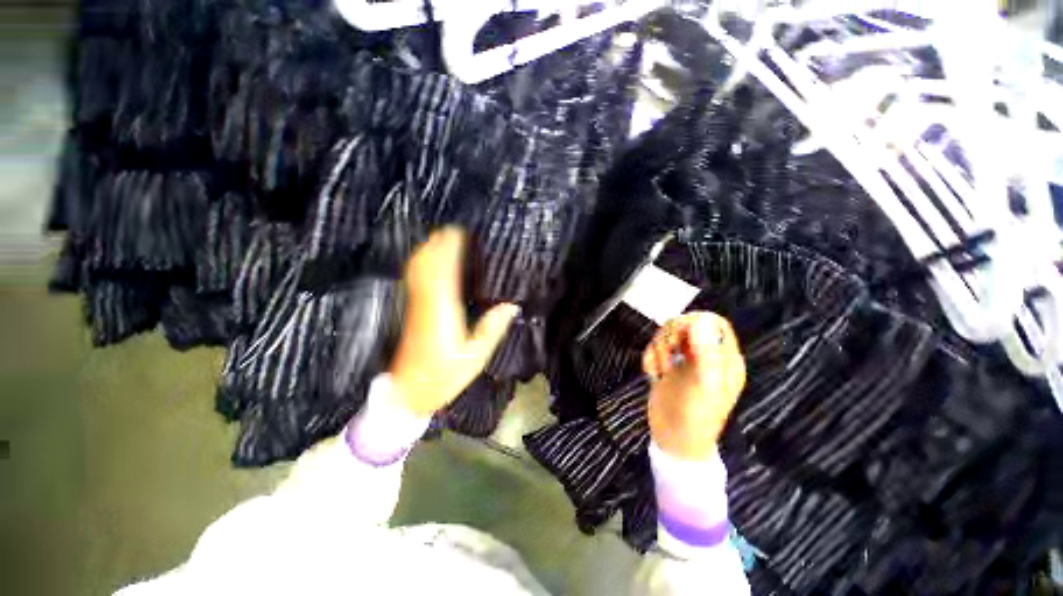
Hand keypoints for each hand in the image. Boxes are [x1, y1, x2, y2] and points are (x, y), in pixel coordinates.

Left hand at [390, 228, 519, 416]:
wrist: (407, 393)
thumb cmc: (444, 377)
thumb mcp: (475, 358)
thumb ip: (492, 329)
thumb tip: (511, 305)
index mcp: (443, 311)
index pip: (445, 271)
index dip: (450, 249)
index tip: (460, 232)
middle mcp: (426, 302)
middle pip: (427, 264)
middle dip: (438, 244)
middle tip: (454, 229)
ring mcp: (415, 306)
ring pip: (417, 269)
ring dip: (428, 250)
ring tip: (442, 238)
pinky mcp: (411, 311)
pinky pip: (414, 279)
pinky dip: (421, 264)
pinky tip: (429, 260)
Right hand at [643, 312, 745, 460]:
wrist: (673, 441)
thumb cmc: (696, 416)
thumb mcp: (704, 385)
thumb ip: (706, 352)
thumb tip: (701, 319)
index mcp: (724, 358)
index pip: (713, 323)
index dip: (695, 322)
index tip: (680, 336)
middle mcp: (706, 355)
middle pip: (686, 324)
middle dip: (671, 335)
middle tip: (667, 353)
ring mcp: (685, 360)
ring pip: (668, 334)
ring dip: (658, 348)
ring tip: (660, 370)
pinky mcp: (667, 366)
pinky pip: (654, 348)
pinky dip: (649, 357)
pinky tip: (652, 374)